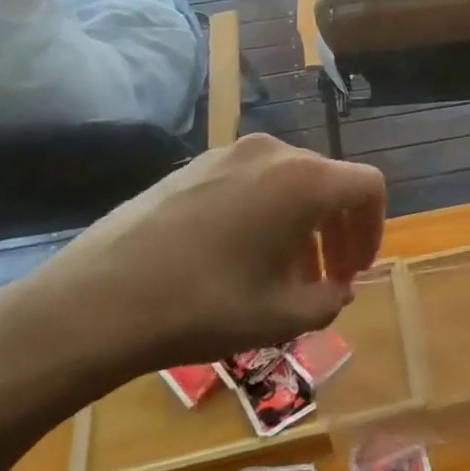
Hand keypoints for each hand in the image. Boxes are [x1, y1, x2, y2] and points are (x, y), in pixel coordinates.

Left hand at [0, 135, 386, 393]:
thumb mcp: (281, 317)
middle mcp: (272, 153)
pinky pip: (251, 182)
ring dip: (301, 225)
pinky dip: (265, 214)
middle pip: (329, 183)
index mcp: (304, 180)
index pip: (368, 187)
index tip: (356, 270)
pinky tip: (237, 258)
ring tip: (282, 275)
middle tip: (326, 279)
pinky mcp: (193, 166)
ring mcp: (228, 154)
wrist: (95, 301)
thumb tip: (338, 288)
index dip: (374, 229)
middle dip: (337, 231)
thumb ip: (329, 300)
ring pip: (289, 182)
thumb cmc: (204, 306)